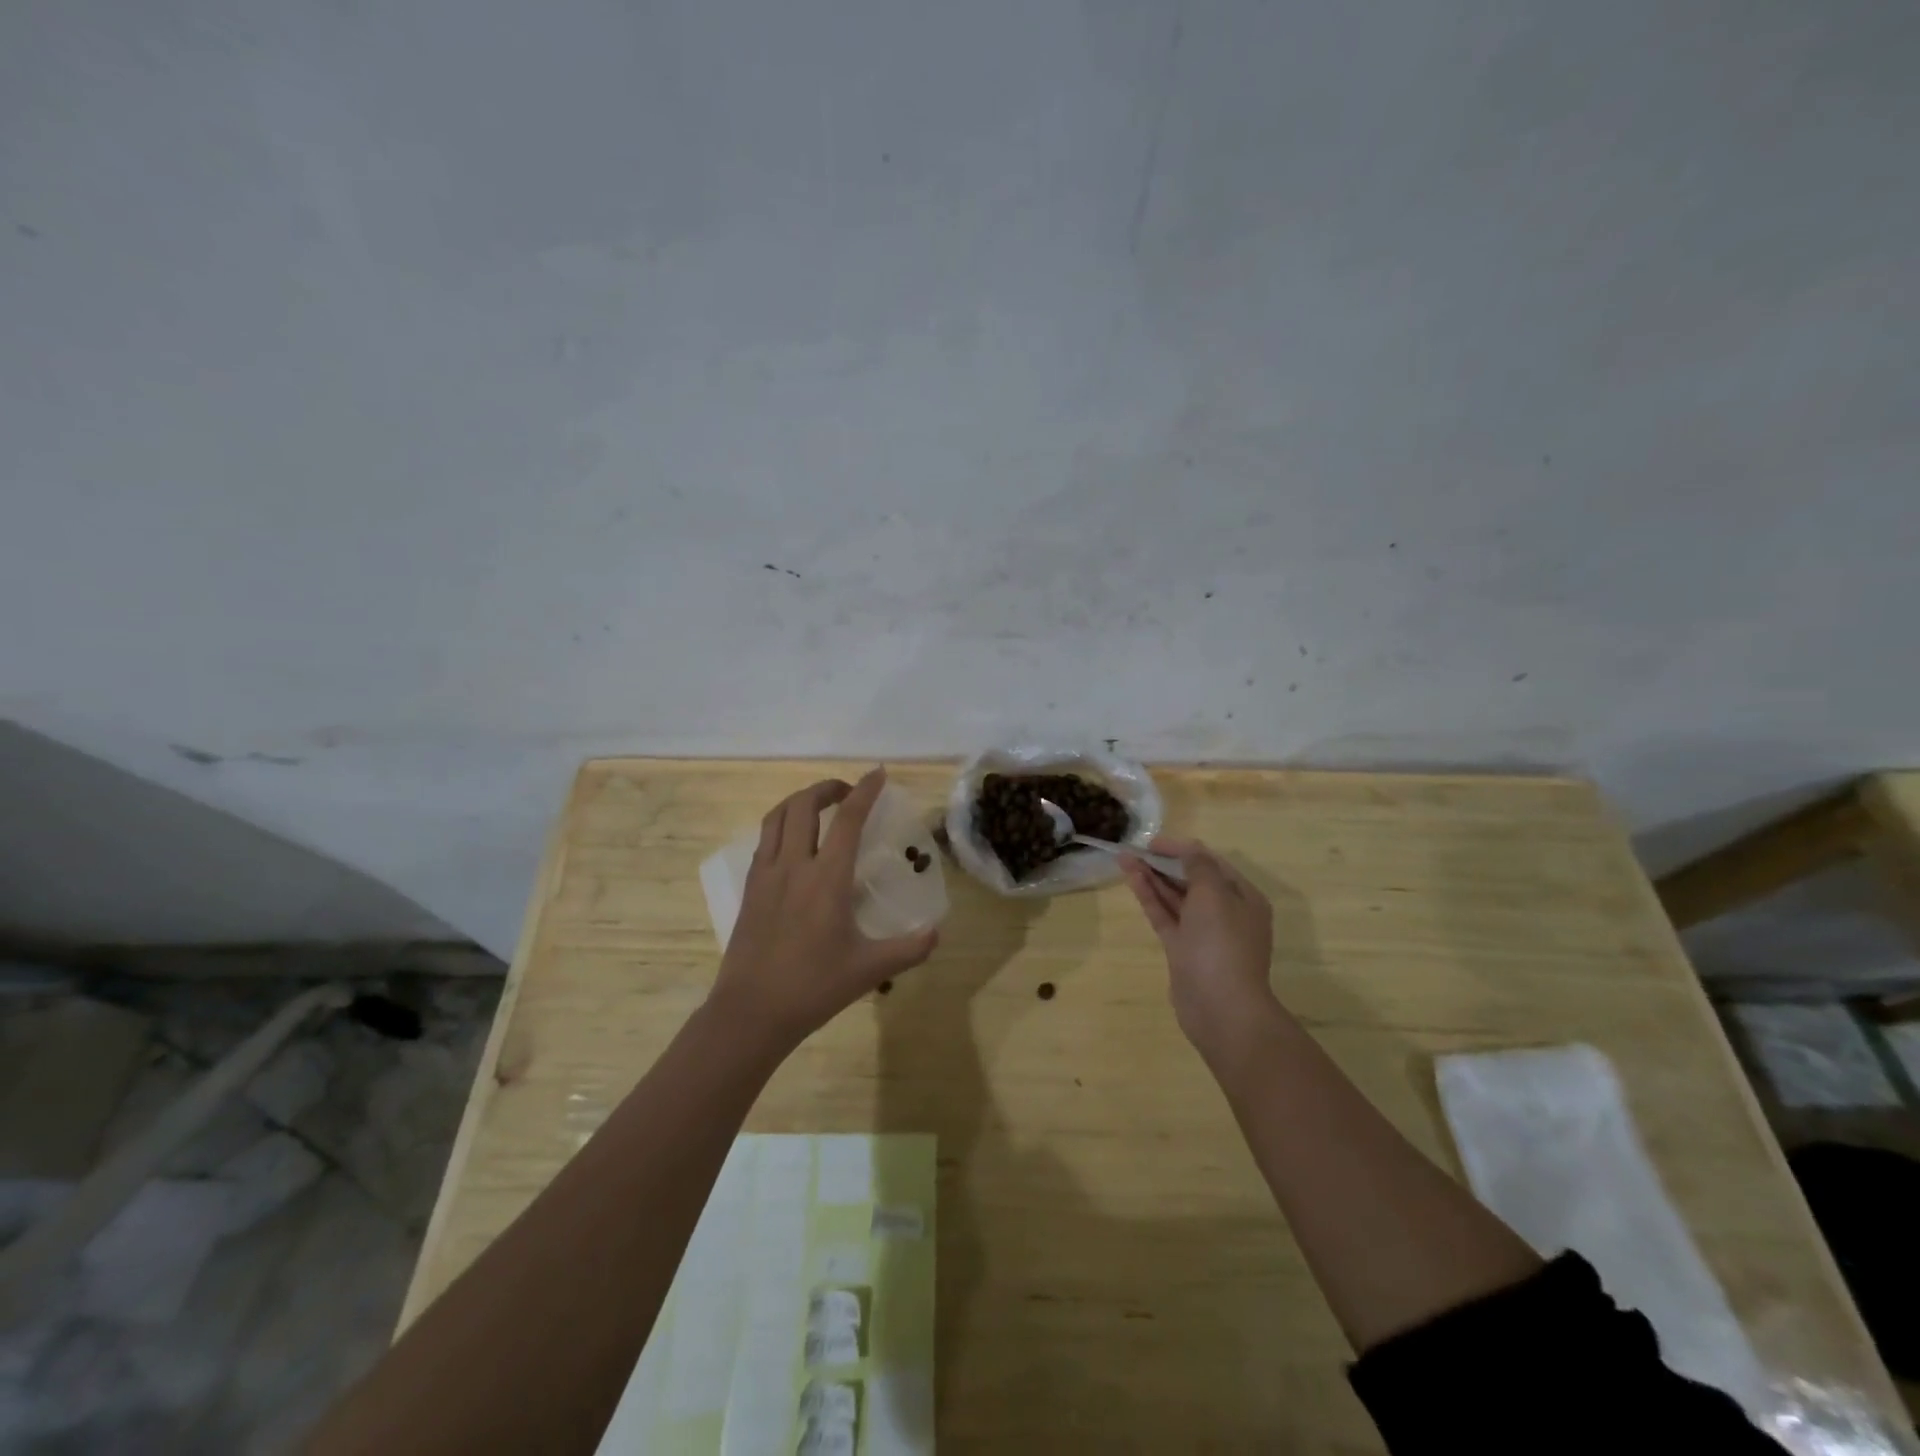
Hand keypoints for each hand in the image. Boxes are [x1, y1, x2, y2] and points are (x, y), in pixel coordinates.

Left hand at [708, 767, 938, 1052]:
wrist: (751, 1012)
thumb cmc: (813, 987)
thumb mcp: (870, 970)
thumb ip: (909, 948)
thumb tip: (937, 933)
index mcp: (827, 878)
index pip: (848, 819)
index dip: (865, 790)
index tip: (878, 773)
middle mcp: (794, 866)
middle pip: (804, 805)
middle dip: (828, 787)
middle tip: (848, 793)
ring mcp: (766, 875)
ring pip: (777, 817)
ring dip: (800, 800)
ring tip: (819, 806)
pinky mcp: (750, 888)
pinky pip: (764, 840)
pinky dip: (781, 824)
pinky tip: (792, 842)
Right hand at [1120, 838, 1279, 1064]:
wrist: (1220, 1006)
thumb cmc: (1221, 943)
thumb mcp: (1214, 894)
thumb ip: (1198, 866)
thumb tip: (1189, 852)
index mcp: (1243, 897)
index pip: (1210, 863)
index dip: (1182, 849)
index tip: (1153, 842)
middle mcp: (1226, 913)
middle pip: (1191, 879)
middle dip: (1164, 862)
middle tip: (1134, 849)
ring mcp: (1203, 933)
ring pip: (1175, 897)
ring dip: (1152, 877)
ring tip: (1124, 858)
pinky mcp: (1182, 949)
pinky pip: (1165, 916)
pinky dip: (1150, 897)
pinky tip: (1132, 879)